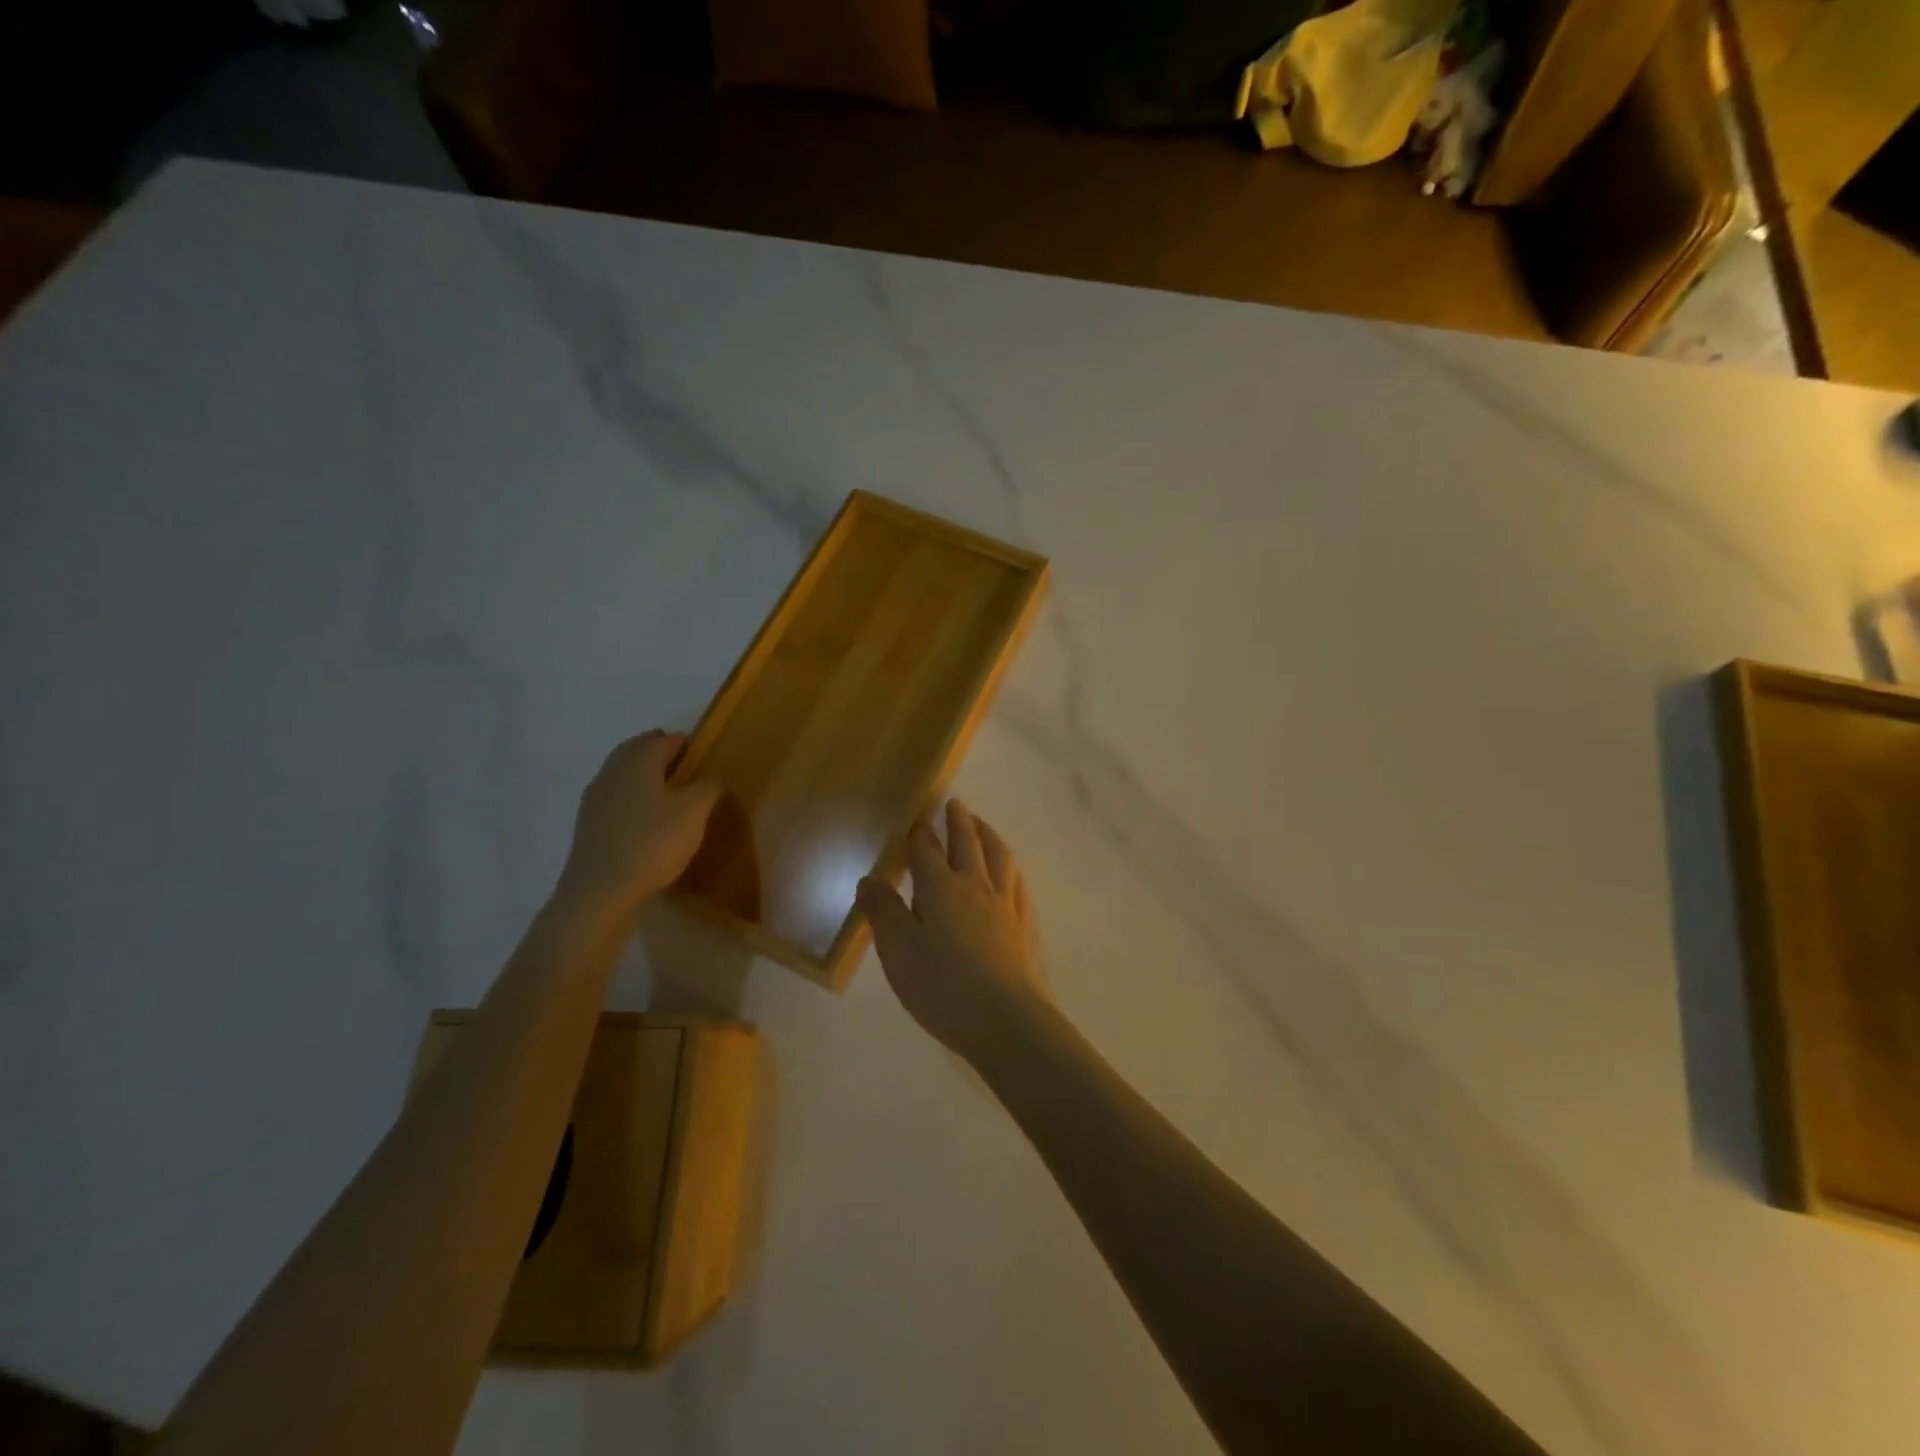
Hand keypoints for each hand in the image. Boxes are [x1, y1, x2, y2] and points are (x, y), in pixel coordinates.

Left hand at [556, 731, 720, 925]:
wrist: (599, 893)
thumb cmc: (652, 844)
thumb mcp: (694, 812)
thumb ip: (708, 786)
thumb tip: (712, 774)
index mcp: (638, 761)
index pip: (665, 740)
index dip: (687, 744)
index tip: (705, 758)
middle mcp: (612, 772)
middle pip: (638, 751)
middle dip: (661, 755)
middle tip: (687, 771)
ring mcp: (595, 799)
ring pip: (624, 775)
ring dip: (645, 777)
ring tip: (670, 796)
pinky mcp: (589, 826)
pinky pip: (615, 799)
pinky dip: (632, 799)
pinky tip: (646, 820)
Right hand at [857, 800, 1050, 1065]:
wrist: (1006, 1020)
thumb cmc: (943, 986)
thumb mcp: (898, 951)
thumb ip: (883, 911)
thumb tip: (869, 879)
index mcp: (940, 888)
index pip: (927, 849)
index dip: (920, 832)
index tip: (917, 819)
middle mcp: (975, 885)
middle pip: (968, 842)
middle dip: (959, 820)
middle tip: (955, 804)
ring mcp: (1005, 903)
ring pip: (998, 855)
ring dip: (988, 834)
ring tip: (982, 825)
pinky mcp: (1024, 924)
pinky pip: (1017, 881)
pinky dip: (1009, 865)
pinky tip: (1009, 871)